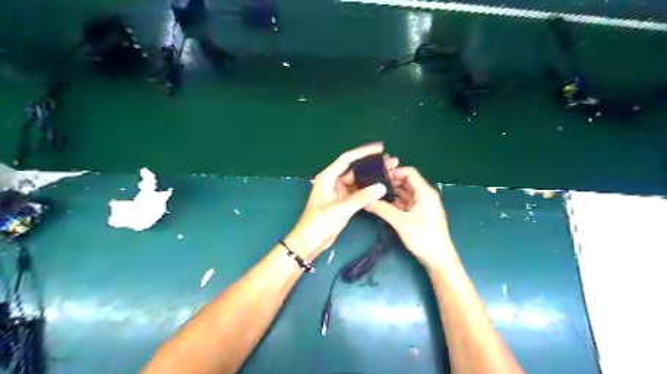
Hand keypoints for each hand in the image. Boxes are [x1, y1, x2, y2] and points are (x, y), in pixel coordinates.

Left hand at [286, 144, 396, 259]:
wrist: (310, 242)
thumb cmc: (320, 222)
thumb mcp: (342, 208)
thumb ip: (362, 197)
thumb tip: (382, 187)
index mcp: (327, 177)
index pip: (347, 159)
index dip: (364, 152)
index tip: (380, 148)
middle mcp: (333, 181)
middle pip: (354, 169)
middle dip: (371, 166)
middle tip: (389, 162)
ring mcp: (338, 192)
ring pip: (357, 181)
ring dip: (371, 178)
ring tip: (389, 173)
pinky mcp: (343, 202)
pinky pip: (357, 192)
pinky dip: (367, 190)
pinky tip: (380, 188)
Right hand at [364, 166, 452, 265]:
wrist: (438, 258)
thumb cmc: (423, 237)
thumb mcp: (401, 222)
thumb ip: (383, 209)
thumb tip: (365, 201)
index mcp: (425, 192)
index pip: (409, 173)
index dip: (394, 172)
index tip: (378, 176)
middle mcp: (425, 195)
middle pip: (406, 182)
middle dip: (390, 182)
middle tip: (372, 184)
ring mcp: (423, 204)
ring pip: (405, 192)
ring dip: (392, 192)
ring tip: (375, 193)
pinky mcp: (420, 213)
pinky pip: (406, 202)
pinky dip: (395, 202)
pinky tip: (383, 204)